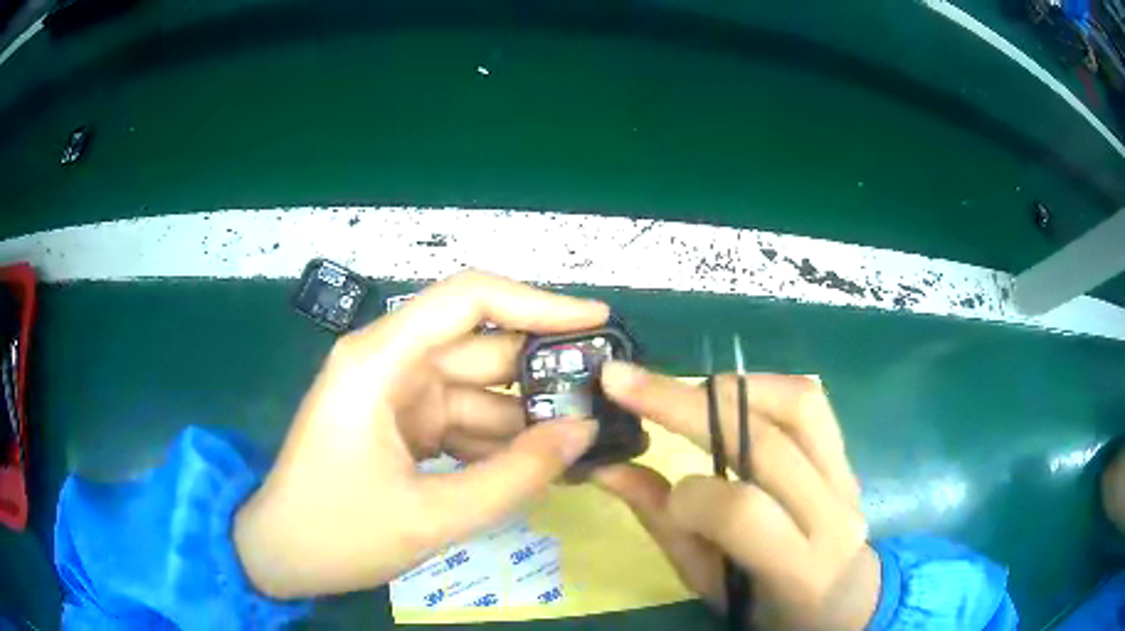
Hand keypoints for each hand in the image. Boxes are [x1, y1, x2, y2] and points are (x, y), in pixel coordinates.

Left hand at [234, 271, 607, 598]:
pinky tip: (542, 464)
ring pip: (478, 390)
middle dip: (544, 371)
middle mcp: (388, 363)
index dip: (538, 303)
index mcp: (380, 361)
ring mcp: (394, 394)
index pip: (468, 300)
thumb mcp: (432, 516)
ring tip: (588, 438)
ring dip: (527, 415)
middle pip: (481, 347)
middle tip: (609, 394)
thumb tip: (583, 433)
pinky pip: (463, 420)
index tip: (597, 321)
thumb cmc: (337, 532)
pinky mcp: (400, 423)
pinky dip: (500, 440)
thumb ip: (515, 476)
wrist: (279, 555)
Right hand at [595, 363, 879, 629]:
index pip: (741, 512)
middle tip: (625, 382)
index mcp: (798, 567)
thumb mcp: (712, 585)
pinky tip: (727, 396)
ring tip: (683, 392)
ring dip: (729, 387)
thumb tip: (606, 468)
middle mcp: (833, 514)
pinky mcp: (846, 453)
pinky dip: (761, 386)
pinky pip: (810, 401)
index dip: (689, 496)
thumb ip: (666, 527)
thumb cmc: (769, 607)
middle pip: (765, 442)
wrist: (842, 598)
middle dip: (686, 405)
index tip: (661, 496)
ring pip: (796, 403)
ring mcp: (847, 476)